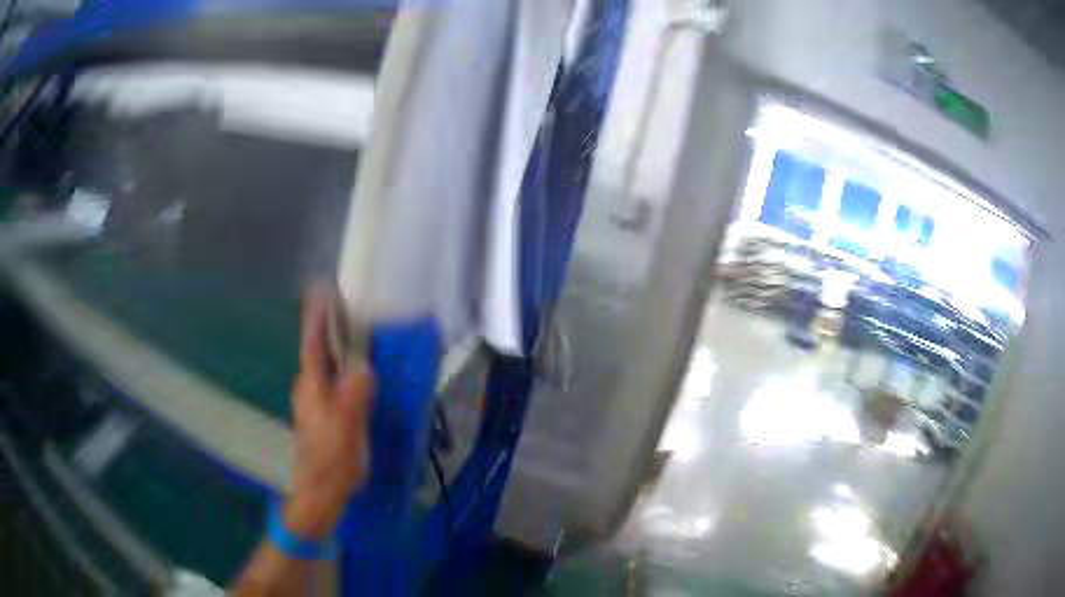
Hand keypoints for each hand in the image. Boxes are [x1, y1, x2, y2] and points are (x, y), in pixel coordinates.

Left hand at [285, 289, 374, 539]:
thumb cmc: (329, 464)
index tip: (322, 288)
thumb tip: (364, 367)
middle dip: (332, 324)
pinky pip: (338, 381)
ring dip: (341, 346)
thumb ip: (353, 398)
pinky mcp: (327, 415)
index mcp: (312, 387)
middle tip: (353, 304)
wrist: (319, 495)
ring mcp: (318, 403)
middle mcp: (311, 389)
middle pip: (321, 349)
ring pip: (329, 365)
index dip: (317, 315)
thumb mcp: (345, 432)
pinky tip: (363, 372)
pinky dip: (348, 368)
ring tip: (361, 330)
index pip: (313, 343)